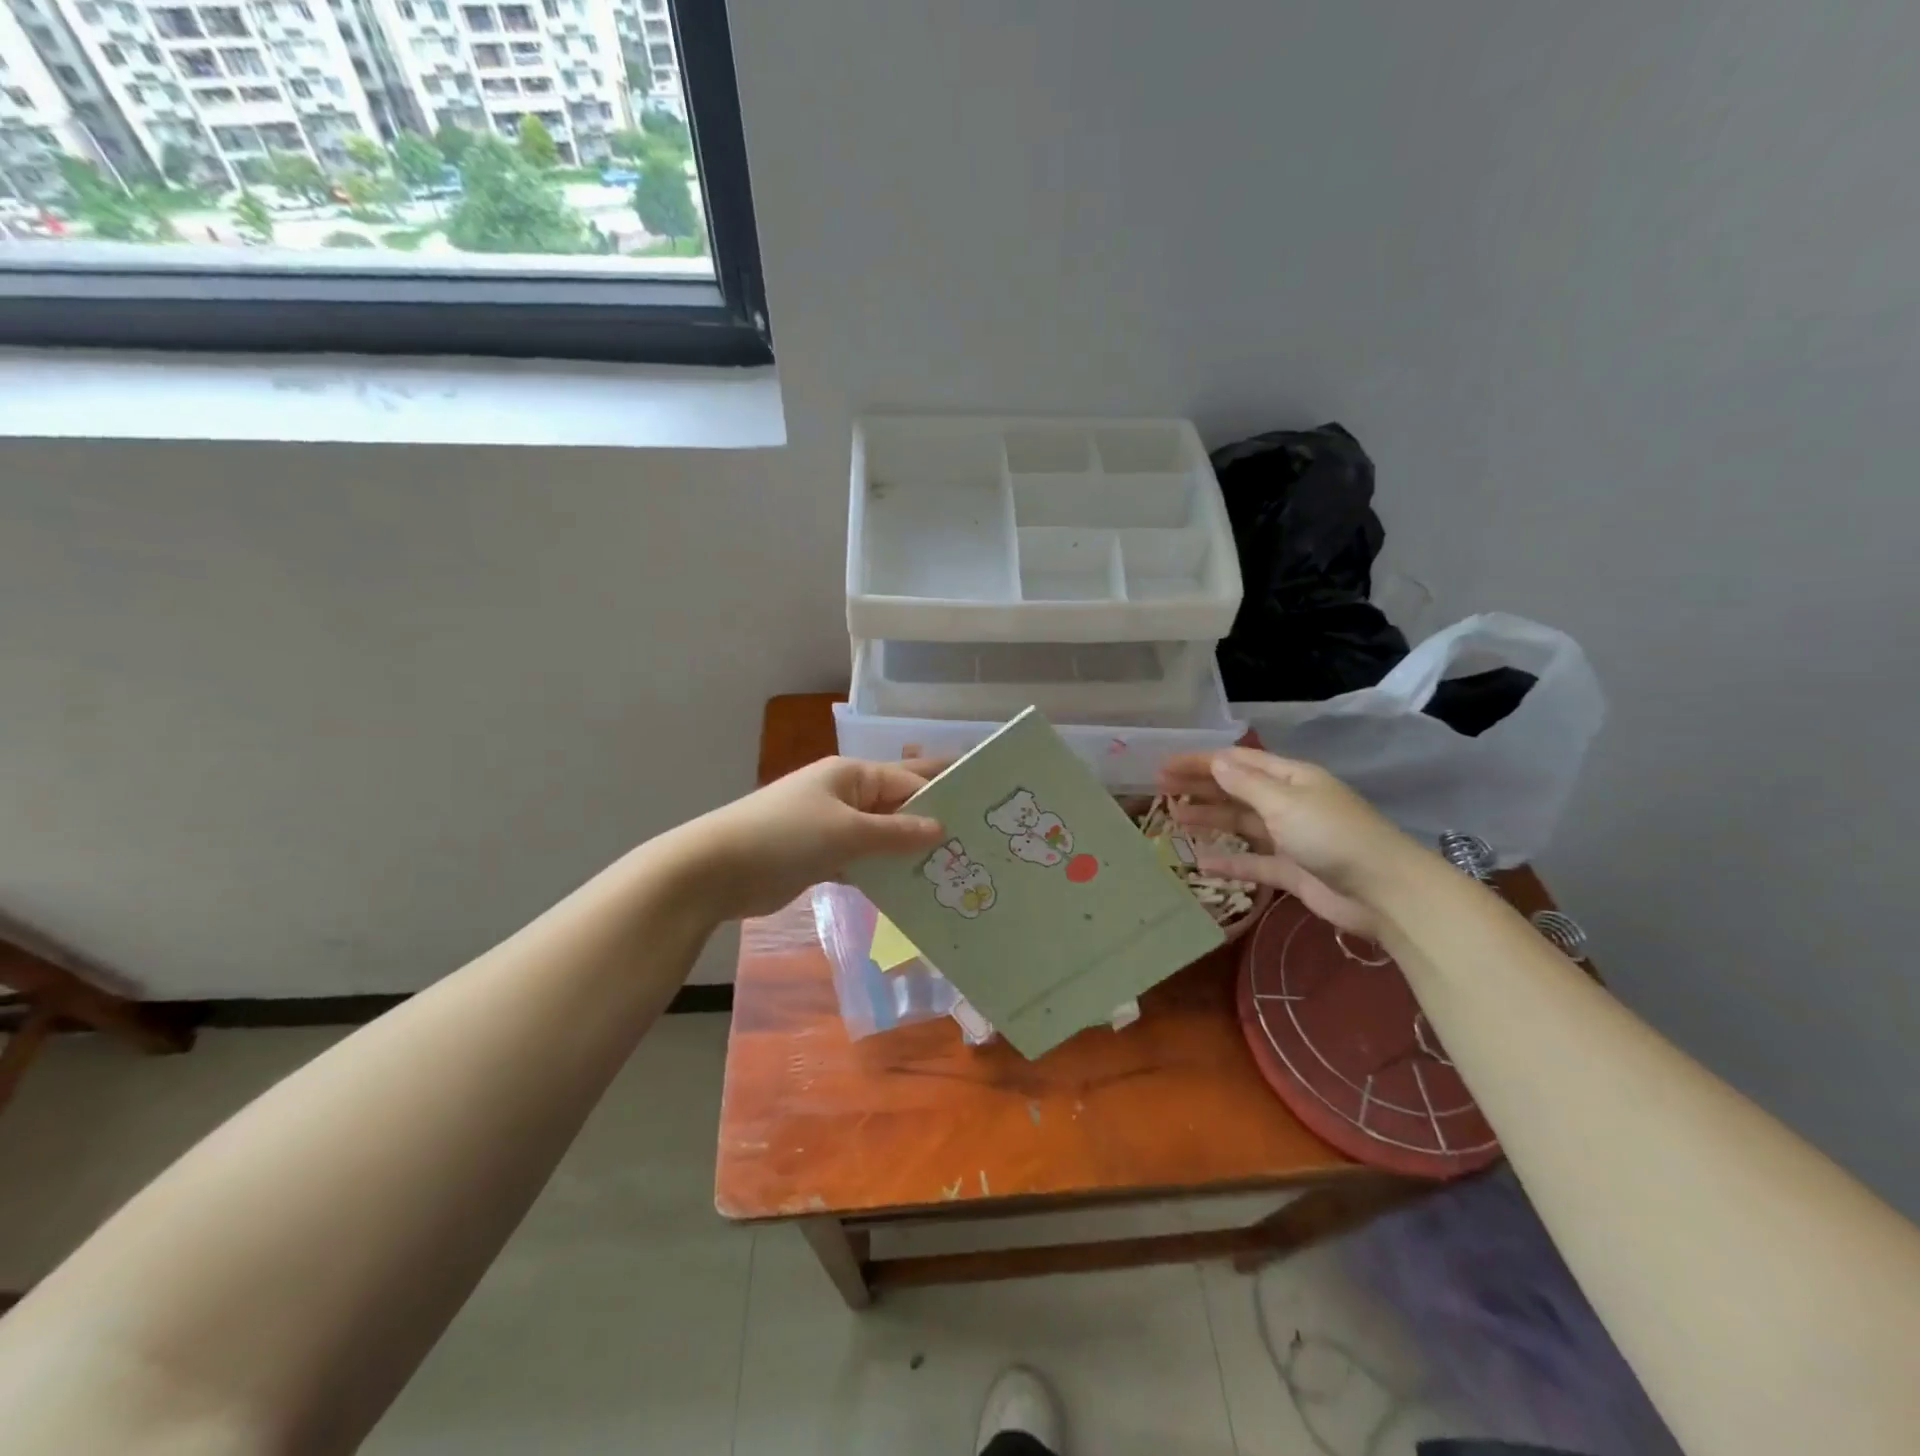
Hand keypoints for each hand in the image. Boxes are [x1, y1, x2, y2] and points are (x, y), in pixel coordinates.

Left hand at [666, 757, 947, 921]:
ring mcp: (831, 827)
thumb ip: (895, 832)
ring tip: (952, 866)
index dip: (943, 793)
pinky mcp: (820, 857)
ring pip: (881, 836)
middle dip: (929, 816)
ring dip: (908, 850)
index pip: (907, 780)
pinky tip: (911, 889)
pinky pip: (862, 860)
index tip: (982, 810)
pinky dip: (882, 872)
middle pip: (896, 804)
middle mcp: (844, 795)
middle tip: (975, 834)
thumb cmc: (785, 836)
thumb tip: (940, 828)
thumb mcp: (846, 832)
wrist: (716, 870)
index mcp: (851, 775)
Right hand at [1156, 749, 1422, 935]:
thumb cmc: (1333, 836)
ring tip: (1174, 818)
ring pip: (1241, 824)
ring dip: (1210, 819)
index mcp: (1291, 778)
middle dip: (1200, 787)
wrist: (1384, 893)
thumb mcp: (1285, 803)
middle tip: (1160, 789)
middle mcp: (1289, 802)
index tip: (1165, 765)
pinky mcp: (1292, 871)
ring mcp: (1290, 838)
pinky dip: (1229, 861)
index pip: (1238, 762)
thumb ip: (1245, 785)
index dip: (1201, 761)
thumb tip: (1215, 761)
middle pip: (1236, 790)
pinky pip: (1252, 862)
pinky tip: (1201, 863)